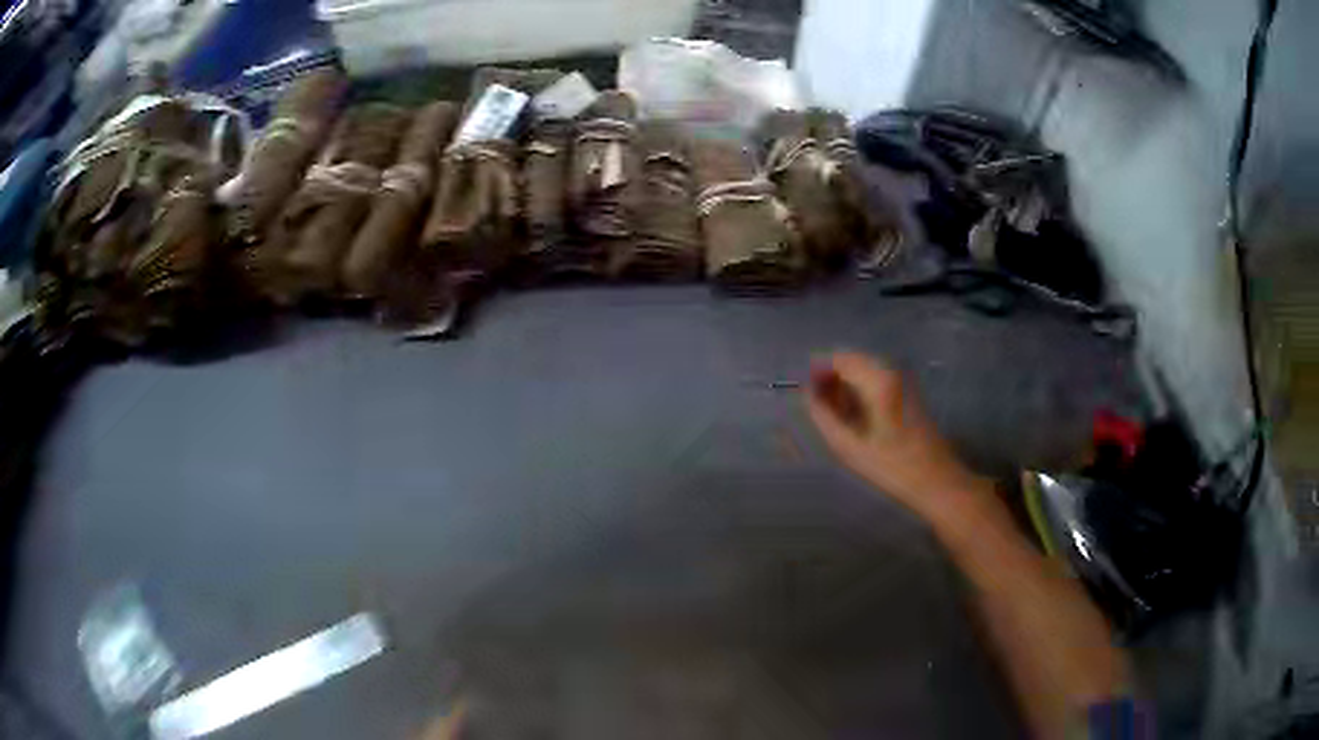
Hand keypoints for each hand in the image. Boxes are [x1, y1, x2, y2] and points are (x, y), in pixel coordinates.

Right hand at [805, 351, 990, 525]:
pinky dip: (862, 392)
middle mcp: (892, 372)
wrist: (936, 480)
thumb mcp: (849, 446)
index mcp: (878, 381)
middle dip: (832, 379)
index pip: (840, 358)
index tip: (806, 392)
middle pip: (853, 361)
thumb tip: (808, 393)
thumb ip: (823, 416)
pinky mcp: (909, 393)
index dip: (819, 370)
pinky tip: (856, 418)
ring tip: (836, 416)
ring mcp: (903, 381)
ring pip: (865, 371)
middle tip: (819, 408)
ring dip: (847, 386)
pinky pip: (877, 381)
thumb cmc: (891, 467)